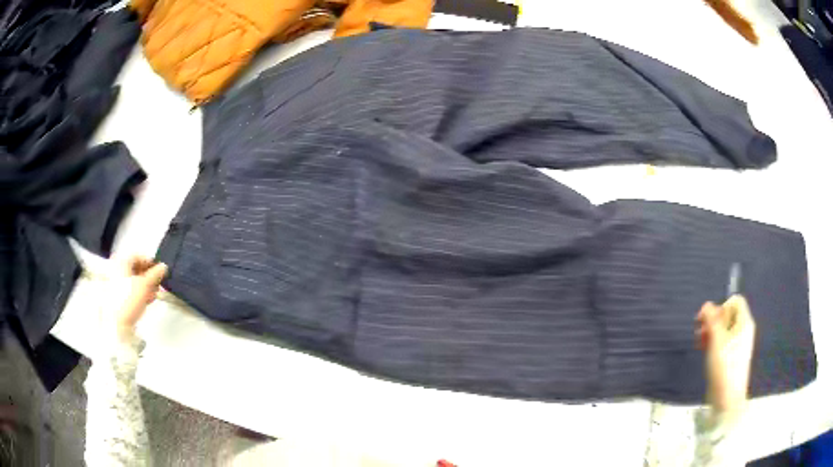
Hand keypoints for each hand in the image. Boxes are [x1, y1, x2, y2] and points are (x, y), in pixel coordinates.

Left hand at [105, 256, 167, 341]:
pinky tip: (147, 299)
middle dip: (149, 276)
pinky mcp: (118, 295)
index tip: (159, 270)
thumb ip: (155, 274)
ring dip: (146, 285)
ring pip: (134, 279)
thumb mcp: (145, 285)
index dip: (150, 262)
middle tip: (158, 283)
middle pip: (136, 268)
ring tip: (154, 294)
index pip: (138, 256)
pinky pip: (130, 289)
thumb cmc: (129, 299)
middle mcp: (116, 269)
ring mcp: (116, 283)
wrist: (118, 322)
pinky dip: (140, 292)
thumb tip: (163, 267)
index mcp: (121, 262)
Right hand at [696, 295, 755, 417]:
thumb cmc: (724, 365)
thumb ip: (711, 320)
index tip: (709, 321)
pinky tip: (704, 351)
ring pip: (724, 329)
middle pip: (728, 315)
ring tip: (699, 343)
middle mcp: (743, 330)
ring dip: (710, 332)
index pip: (735, 301)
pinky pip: (723, 341)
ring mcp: (738, 344)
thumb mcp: (716, 340)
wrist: (727, 397)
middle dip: (713, 320)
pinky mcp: (731, 356)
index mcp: (744, 322)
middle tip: (699, 332)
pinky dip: (713, 342)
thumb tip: (706, 305)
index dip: (721, 306)